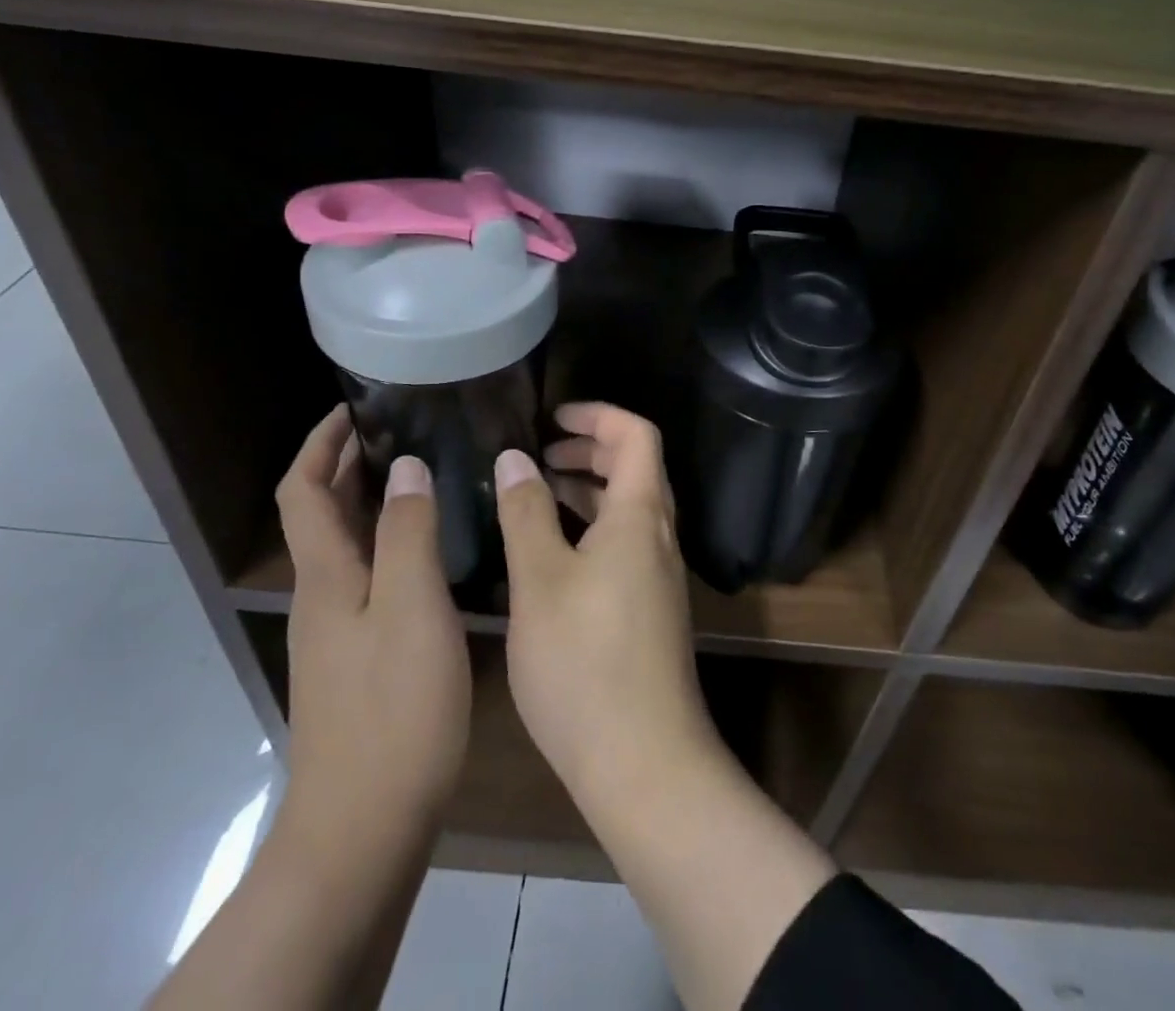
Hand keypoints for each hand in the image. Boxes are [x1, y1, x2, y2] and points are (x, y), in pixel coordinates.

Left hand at [271, 406, 471, 869]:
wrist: (366, 823)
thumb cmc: (394, 706)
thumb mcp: (412, 607)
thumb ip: (408, 533)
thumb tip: (405, 467)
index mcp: (327, 575)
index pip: (302, 491)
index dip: (320, 444)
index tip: (356, 407)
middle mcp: (324, 594)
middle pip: (321, 513)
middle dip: (350, 464)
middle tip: (404, 428)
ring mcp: (340, 628)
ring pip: (348, 544)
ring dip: (373, 500)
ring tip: (426, 471)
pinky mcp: (362, 654)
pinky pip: (371, 573)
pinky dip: (392, 540)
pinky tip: (435, 544)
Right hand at [493, 402, 718, 807]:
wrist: (643, 760)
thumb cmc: (584, 661)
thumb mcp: (540, 579)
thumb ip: (526, 512)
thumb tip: (515, 458)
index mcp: (641, 515)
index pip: (636, 435)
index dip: (598, 415)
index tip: (552, 417)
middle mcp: (659, 536)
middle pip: (635, 468)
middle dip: (589, 449)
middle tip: (538, 453)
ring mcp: (659, 574)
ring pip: (628, 508)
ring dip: (588, 490)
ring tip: (535, 493)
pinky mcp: (650, 607)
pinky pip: (625, 542)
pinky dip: (591, 527)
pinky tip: (550, 551)